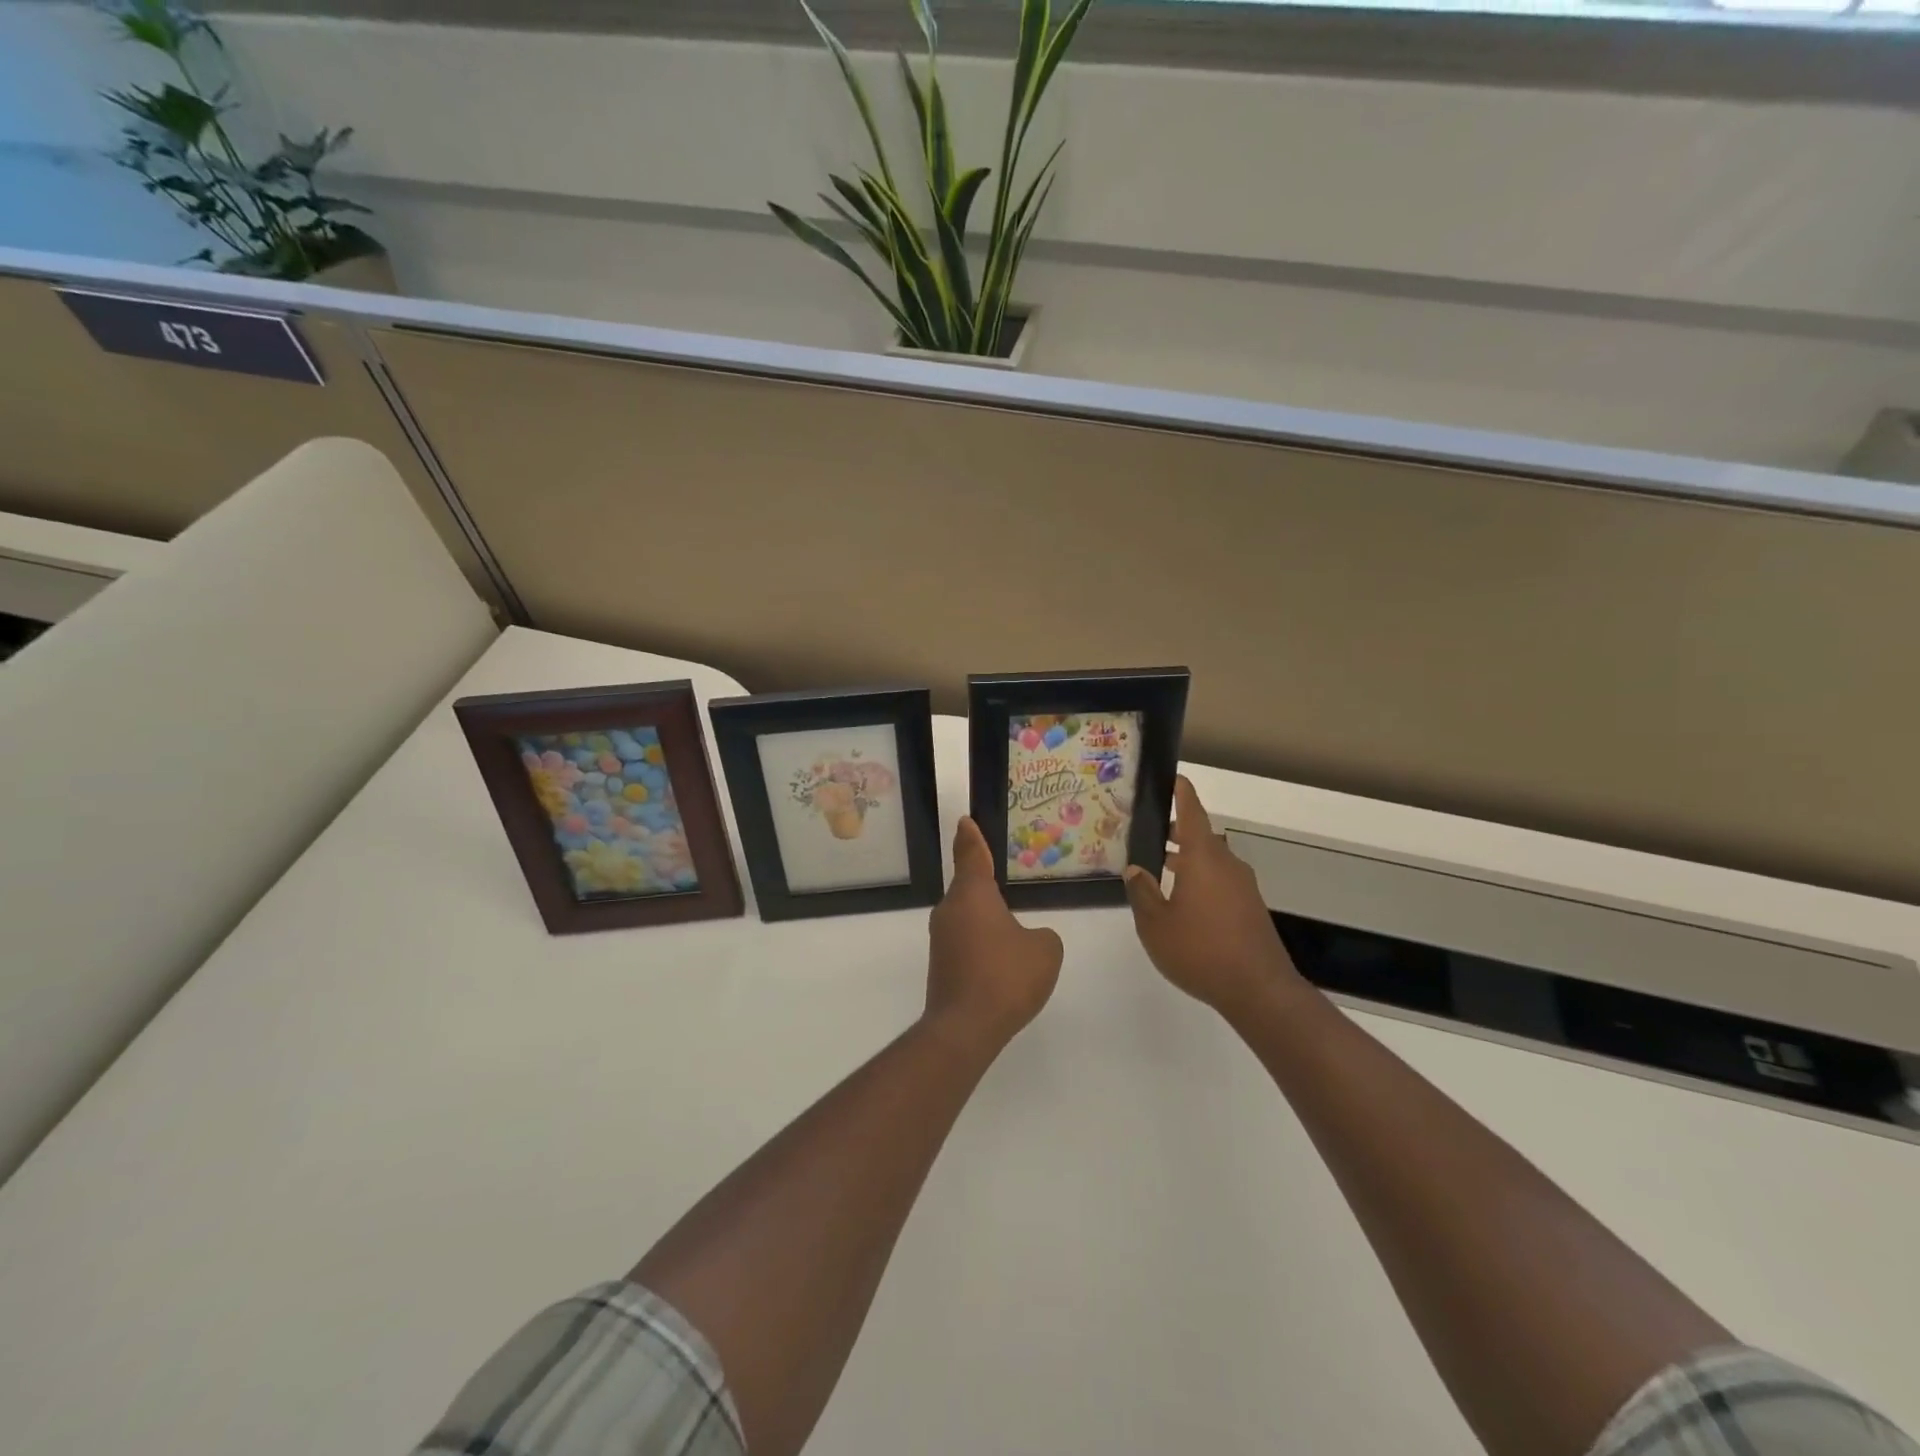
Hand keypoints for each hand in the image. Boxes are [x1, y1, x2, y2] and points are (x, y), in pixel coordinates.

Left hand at [925, 818, 1063, 1056]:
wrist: (965, 1028)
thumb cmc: (1007, 977)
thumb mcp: (1044, 950)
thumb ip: (1042, 936)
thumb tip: (1028, 938)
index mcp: (973, 895)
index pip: (971, 855)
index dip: (970, 838)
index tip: (964, 821)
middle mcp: (950, 910)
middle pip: (968, 887)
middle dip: (983, 882)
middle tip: (1002, 877)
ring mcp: (941, 939)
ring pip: (966, 916)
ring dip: (985, 917)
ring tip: (1009, 924)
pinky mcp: (941, 965)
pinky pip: (965, 941)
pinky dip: (981, 943)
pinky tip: (1000, 960)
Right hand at [1123, 777, 1306, 1021]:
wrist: (1258, 990)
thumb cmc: (1200, 950)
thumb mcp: (1156, 924)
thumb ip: (1143, 892)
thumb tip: (1136, 869)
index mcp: (1203, 858)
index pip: (1191, 813)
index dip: (1181, 793)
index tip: (1173, 777)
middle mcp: (1226, 864)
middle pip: (1200, 836)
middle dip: (1176, 832)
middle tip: (1148, 833)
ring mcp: (1242, 886)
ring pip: (1211, 860)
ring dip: (1187, 858)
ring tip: (1160, 868)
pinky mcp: (1250, 908)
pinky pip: (1220, 880)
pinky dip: (1200, 878)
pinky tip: (1183, 900)